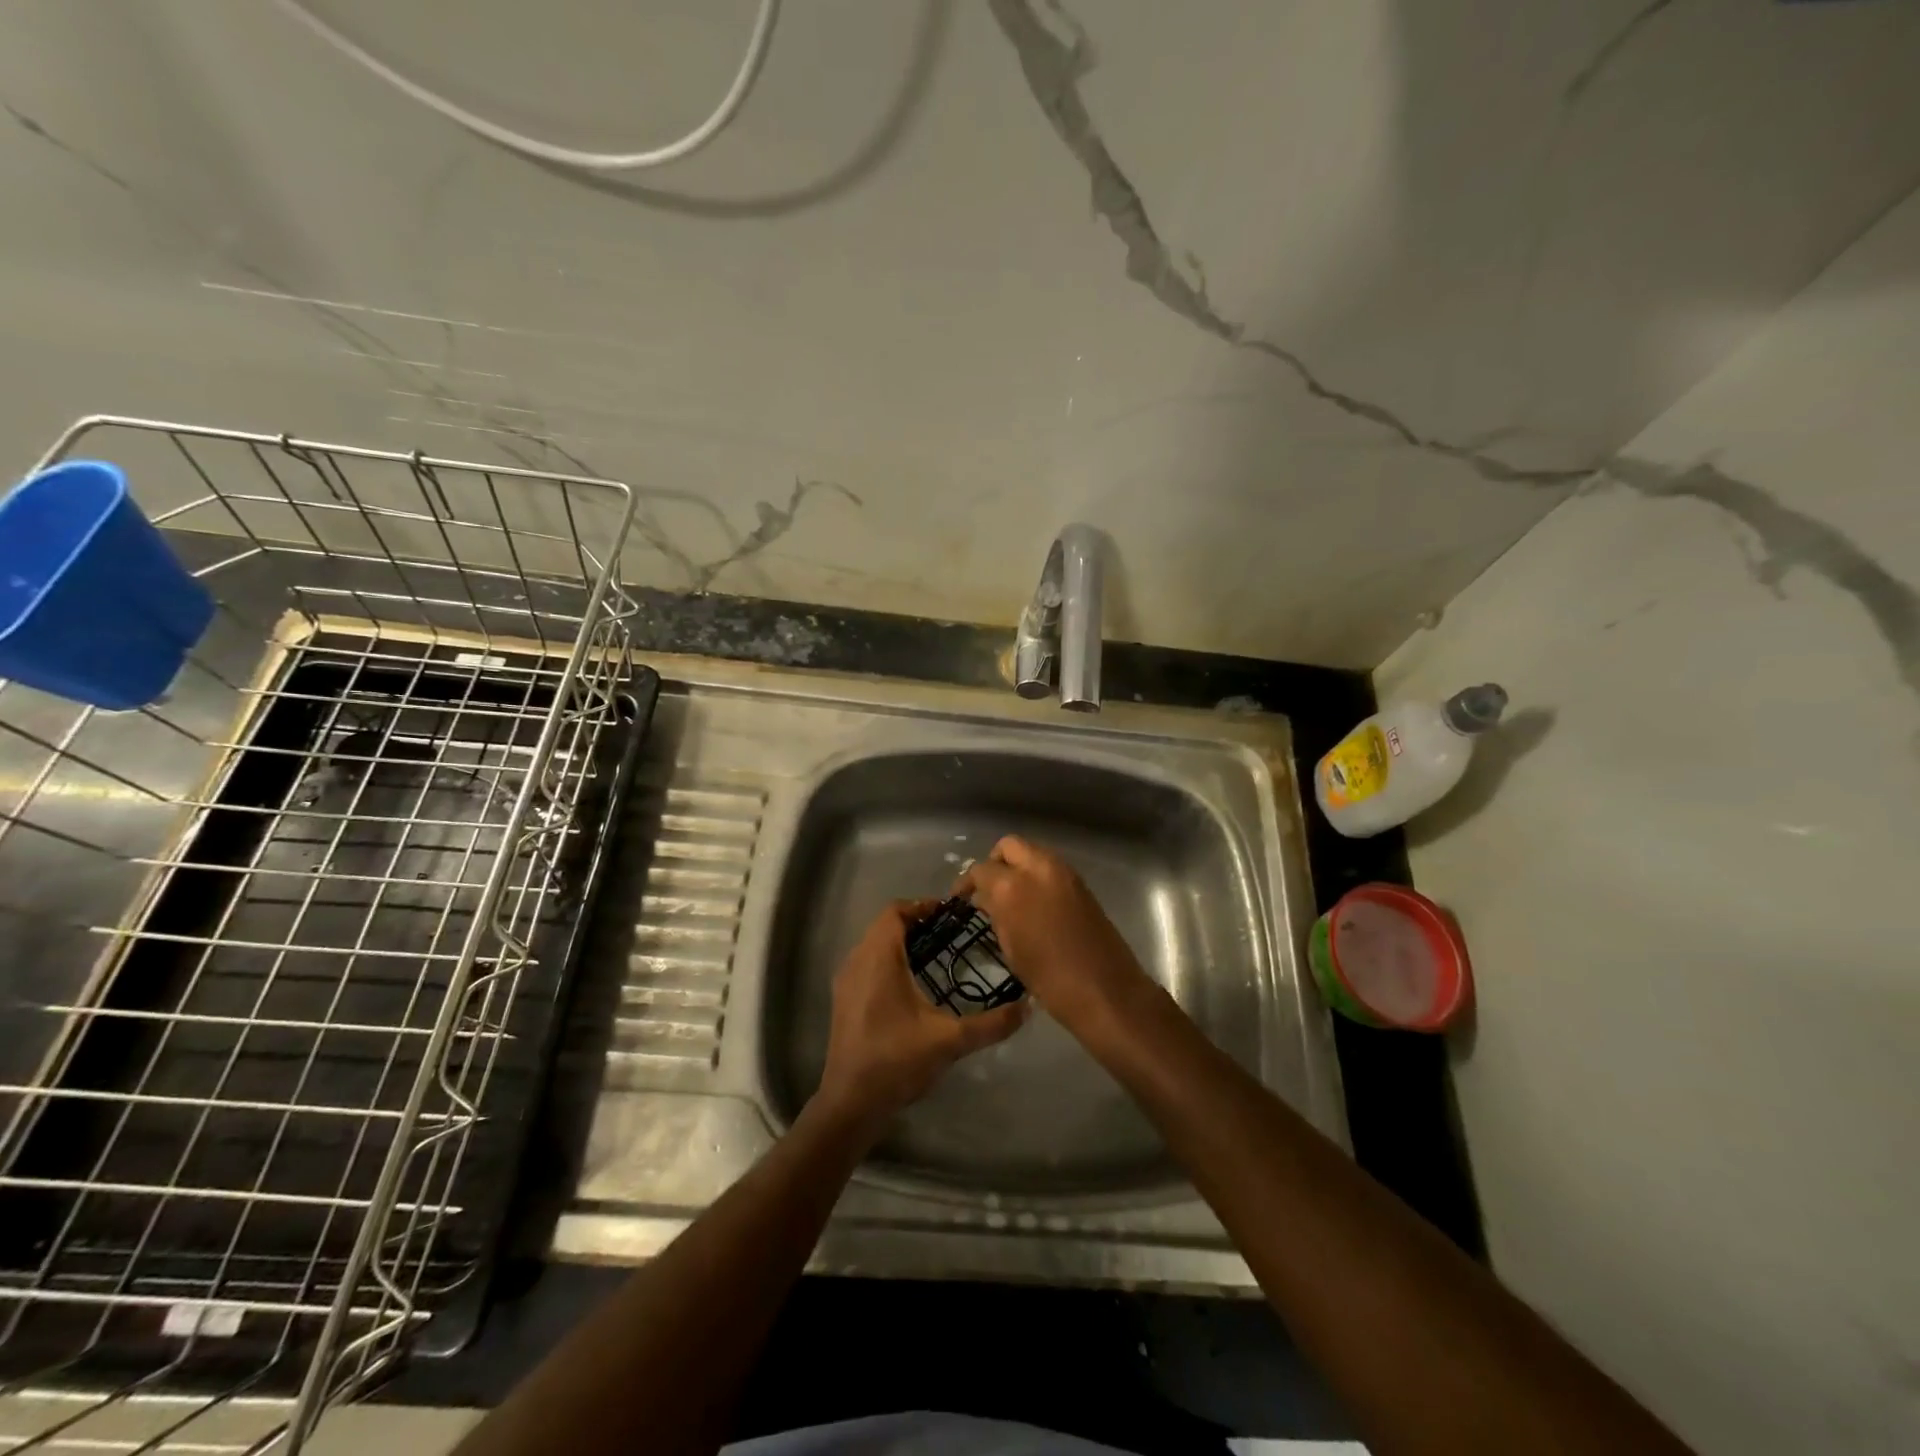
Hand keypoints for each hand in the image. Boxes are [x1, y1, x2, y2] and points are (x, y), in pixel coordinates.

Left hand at [814, 900, 1027, 1129]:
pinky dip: (888, 960)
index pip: (894, 911)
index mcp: (879, 959)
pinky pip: (866, 963)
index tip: (950, 915)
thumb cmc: (897, 1061)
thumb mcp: (950, 1041)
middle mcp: (857, 961)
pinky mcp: (844, 1000)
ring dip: (900, 942)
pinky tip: (911, 985)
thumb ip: (991, 1024)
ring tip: (934, 955)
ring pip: (873, 945)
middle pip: (884, 925)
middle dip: (915, 923)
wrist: (851, 1103)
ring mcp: (846, 982)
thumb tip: (1027, 1006)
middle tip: (949, 933)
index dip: (922, 906)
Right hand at [955, 836, 1149, 1029]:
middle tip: (988, 888)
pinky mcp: (1081, 883)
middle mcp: (1038, 868)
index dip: (967, 882)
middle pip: (1009, 846)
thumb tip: (986, 899)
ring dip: (1018, 865)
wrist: (1105, 990)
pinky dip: (1037, 875)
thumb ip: (996, 914)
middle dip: (995, 862)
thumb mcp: (1011, 947)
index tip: (962, 897)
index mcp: (1012, 886)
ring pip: (1032, 852)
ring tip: (1009, 896)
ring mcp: (1064, 872)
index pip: (981, 869)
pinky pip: (1050, 867)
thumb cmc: (1049, 978)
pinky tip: (1033, 902)